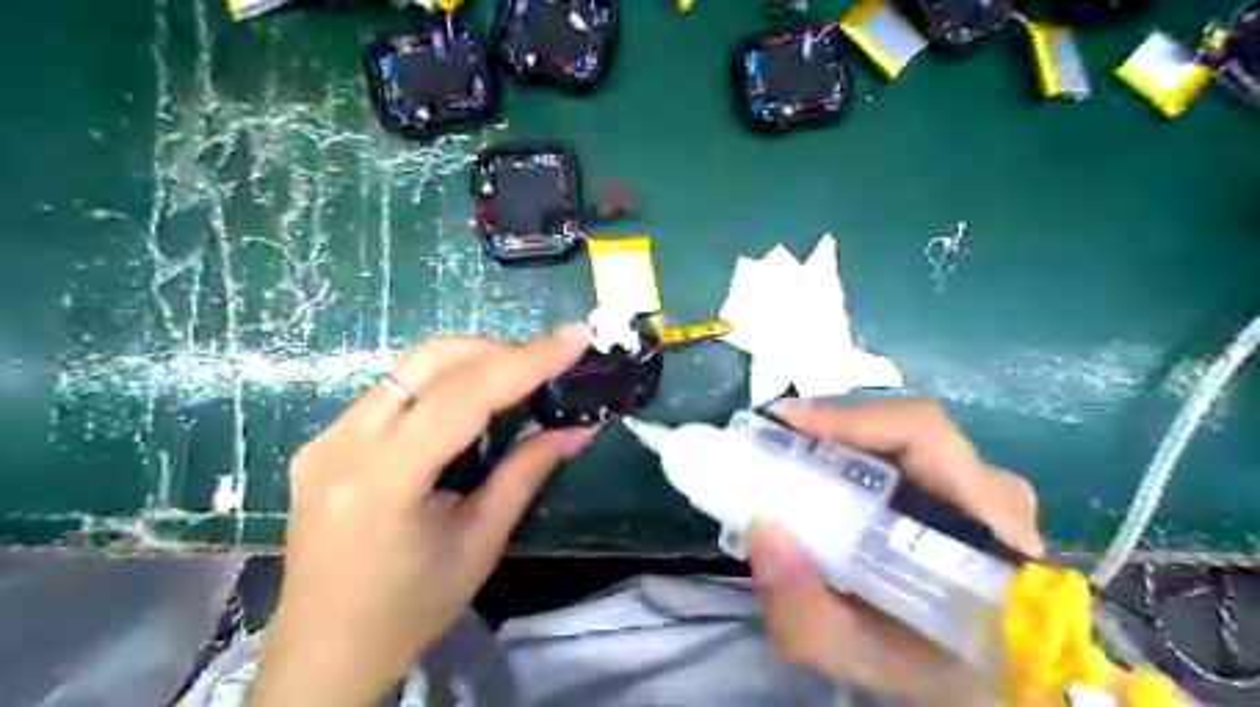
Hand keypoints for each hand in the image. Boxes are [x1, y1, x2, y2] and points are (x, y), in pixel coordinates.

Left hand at [251, 326, 598, 705]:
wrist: (324, 652)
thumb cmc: (410, 610)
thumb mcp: (481, 542)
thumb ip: (527, 473)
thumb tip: (579, 428)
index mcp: (383, 481)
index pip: (463, 397)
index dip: (526, 361)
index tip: (575, 337)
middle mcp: (342, 445)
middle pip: (429, 361)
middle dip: (498, 351)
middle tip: (547, 363)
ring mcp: (325, 439)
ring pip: (408, 368)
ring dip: (471, 361)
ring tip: (518, 379)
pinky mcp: (323, 442)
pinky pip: (392, 390)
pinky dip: (442, 383)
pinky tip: (470, 404)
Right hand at [745, 400, 1044, 703]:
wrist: (979, 681)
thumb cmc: (929, 671)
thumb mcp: (860, 656)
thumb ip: (805, 612)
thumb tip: (761, 528)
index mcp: (990, 528)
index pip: (924, 435)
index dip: (850, 418)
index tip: (786, 423)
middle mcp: (995, 492)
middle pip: (907, 429)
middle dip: (833, 428)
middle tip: (775, 441)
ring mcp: (986, 487)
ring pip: (905, 437)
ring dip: (843, 440)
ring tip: (791, 453)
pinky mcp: (969, 489)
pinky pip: (908, 452)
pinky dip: (858, 455)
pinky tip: (824, 473)